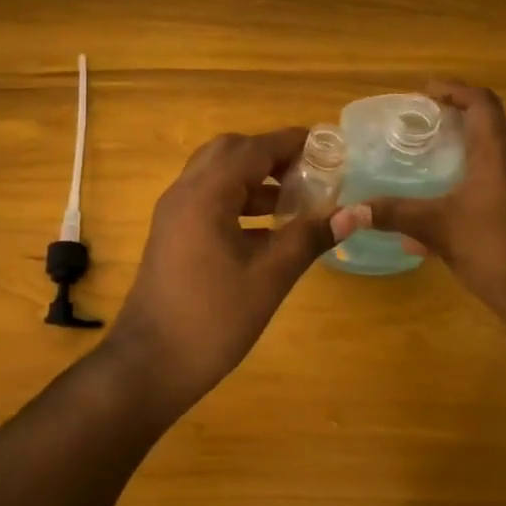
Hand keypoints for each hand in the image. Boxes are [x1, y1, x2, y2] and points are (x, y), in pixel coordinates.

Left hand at [106, 128, 339, 410]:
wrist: (150, 363)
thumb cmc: (212, 319)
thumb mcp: (269, 278)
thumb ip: (309, 238)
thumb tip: (355, 213)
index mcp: (205, 194)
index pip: (253, 149)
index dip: (291, 142)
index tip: (329, 145)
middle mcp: (184, 192)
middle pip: (229, 152)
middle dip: (270, 155)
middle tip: (309, 170)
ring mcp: (174, 213)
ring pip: (216, 175)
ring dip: (254, 178)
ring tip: (296, 198)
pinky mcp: (172, 234)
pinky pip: (207, 199)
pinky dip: (238, 200)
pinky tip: (268, 228)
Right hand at [338, 81, 505, 327]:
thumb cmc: (493, 247)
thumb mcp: (437, 227)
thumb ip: (393, 214)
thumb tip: (347, 211)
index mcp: (496, 155)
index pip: (482, 104)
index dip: (455, 90)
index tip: (424, 92)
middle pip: (489, 122)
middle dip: (457, 112)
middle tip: (423, 116)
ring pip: (489, 152)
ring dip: (462, 143)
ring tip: (426, 148)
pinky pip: (485, 180)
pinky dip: (462, 176)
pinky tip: (433, 201)